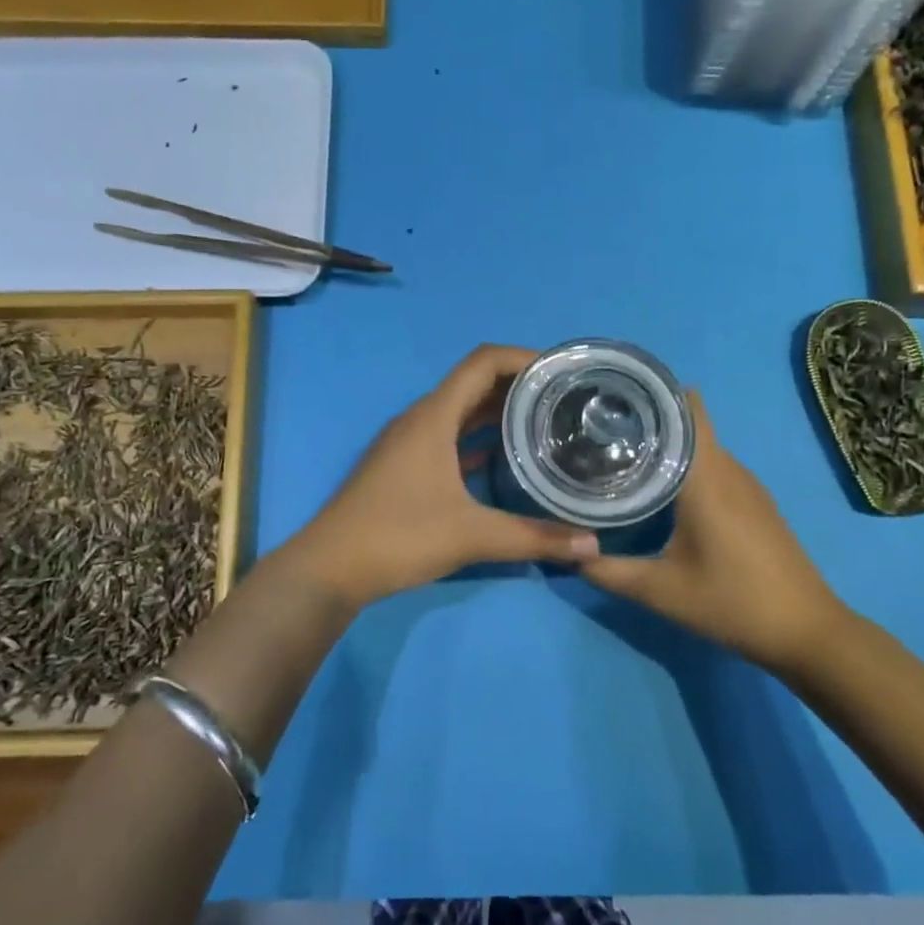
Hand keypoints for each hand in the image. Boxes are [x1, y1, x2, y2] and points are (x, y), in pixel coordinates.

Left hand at [281, 345, 599, 611]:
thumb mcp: (471, 536)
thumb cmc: (398, 536)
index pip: (483, 363)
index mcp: (434, 416)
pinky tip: (506, 458)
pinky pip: (449, 437)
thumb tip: (592, 545)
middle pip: (474, 384)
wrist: (331, 567)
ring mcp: (409, 442)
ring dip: (498, 411)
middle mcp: (421, 419)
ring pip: (461, 412)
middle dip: (518, 385)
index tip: (561, 371)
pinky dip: (478, 438)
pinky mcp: (404, 465)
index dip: (523, 358)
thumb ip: (533, 538)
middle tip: (565, 398)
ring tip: (545, 422)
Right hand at [580, 395, 845, 672]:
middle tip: (603, 427)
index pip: (686, 410)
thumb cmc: (732, 603)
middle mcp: (729, 470)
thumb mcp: (660, 591)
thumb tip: (565, 551)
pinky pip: (716, 466)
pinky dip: (688, 465)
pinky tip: (662, 487)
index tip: (614, 396)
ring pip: (703, 446)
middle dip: (650, 418)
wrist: (807, 632)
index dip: (653, 395)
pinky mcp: (756, 502)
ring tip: (624, 450)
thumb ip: (607, 571)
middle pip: (690, 424)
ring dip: (669, 443)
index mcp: (707, 477)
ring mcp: (748, 485)